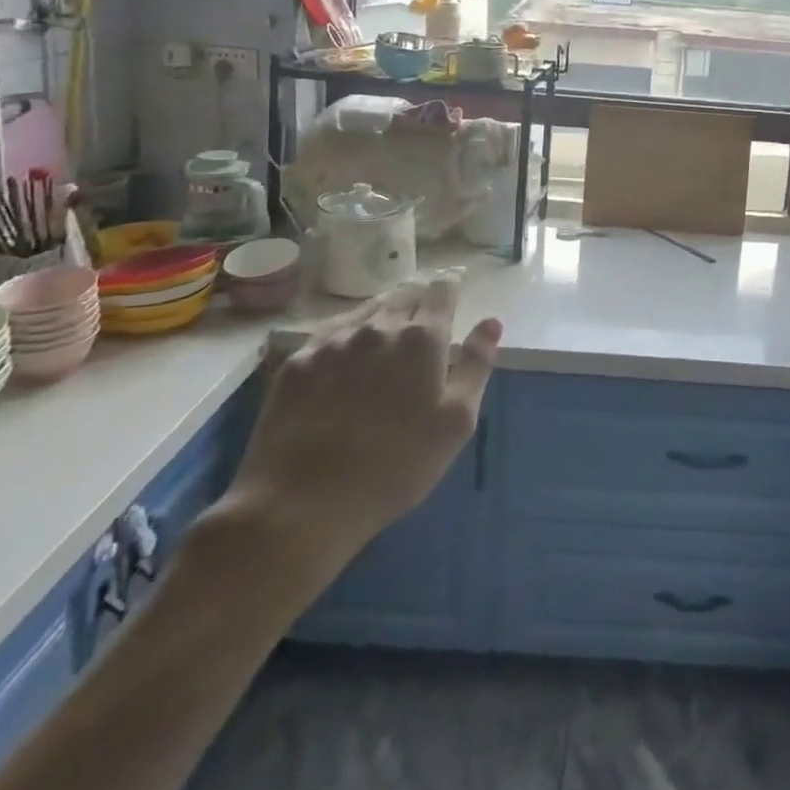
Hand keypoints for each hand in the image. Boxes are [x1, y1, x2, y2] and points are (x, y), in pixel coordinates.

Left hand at [214, 275, 501, 606]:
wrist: (300, 504)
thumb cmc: (395, 467)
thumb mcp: (456, 422)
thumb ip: (476, 365)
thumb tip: (491, 322)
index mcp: (422, 339)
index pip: (442, 291)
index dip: (451, 285)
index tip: (455, 285)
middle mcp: (378, 327)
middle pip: (404, 294)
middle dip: (419, 296)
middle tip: (424, 310)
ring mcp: (333, 341)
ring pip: (367, 310)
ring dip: (384, 313)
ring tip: (388, 328)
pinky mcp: (298, 362)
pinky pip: (331, 332)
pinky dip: (348, 334)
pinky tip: (347, 353)